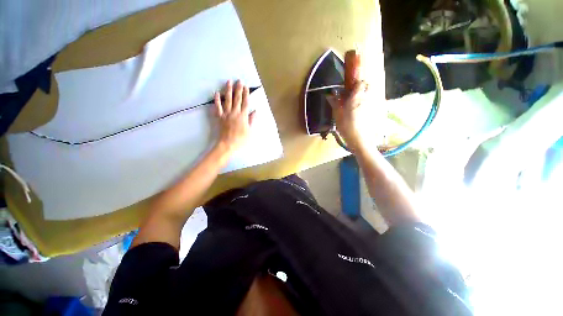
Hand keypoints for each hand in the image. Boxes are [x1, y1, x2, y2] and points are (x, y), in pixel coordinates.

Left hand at [214, 80, 255, 153]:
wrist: (227, 144)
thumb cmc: (240, 139)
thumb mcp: (250, 131)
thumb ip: (252, 120)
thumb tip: (255, 111)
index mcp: (243, 116)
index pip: (245, 103)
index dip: (246, 94)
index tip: (246, 86)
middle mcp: (235, 112)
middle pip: (237, 99)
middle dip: (238, 89)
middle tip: (238, 80)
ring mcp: (226, 114)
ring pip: (227, 100)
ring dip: (228, 90)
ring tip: (228, 82)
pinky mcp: (219, 117)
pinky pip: (217, 107)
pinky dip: (217, 100)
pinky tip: (216, 93)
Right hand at [328, 80, 368, 152]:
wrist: (359, 138)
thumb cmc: (346, 125)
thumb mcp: (337, 114)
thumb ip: (334, 102)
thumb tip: (329, 94)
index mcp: (356, 97)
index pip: (360, 83)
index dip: (355, 82)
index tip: (349, 86)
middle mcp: (366, 99)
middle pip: (368, 87)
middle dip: (362, 87)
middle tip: (352, 93)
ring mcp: (370, 105)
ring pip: (369, 94)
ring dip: (364, 94)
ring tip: (355, 101)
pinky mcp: (372, 112)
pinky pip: (370, 102)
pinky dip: (365, 102)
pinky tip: (358, 110)